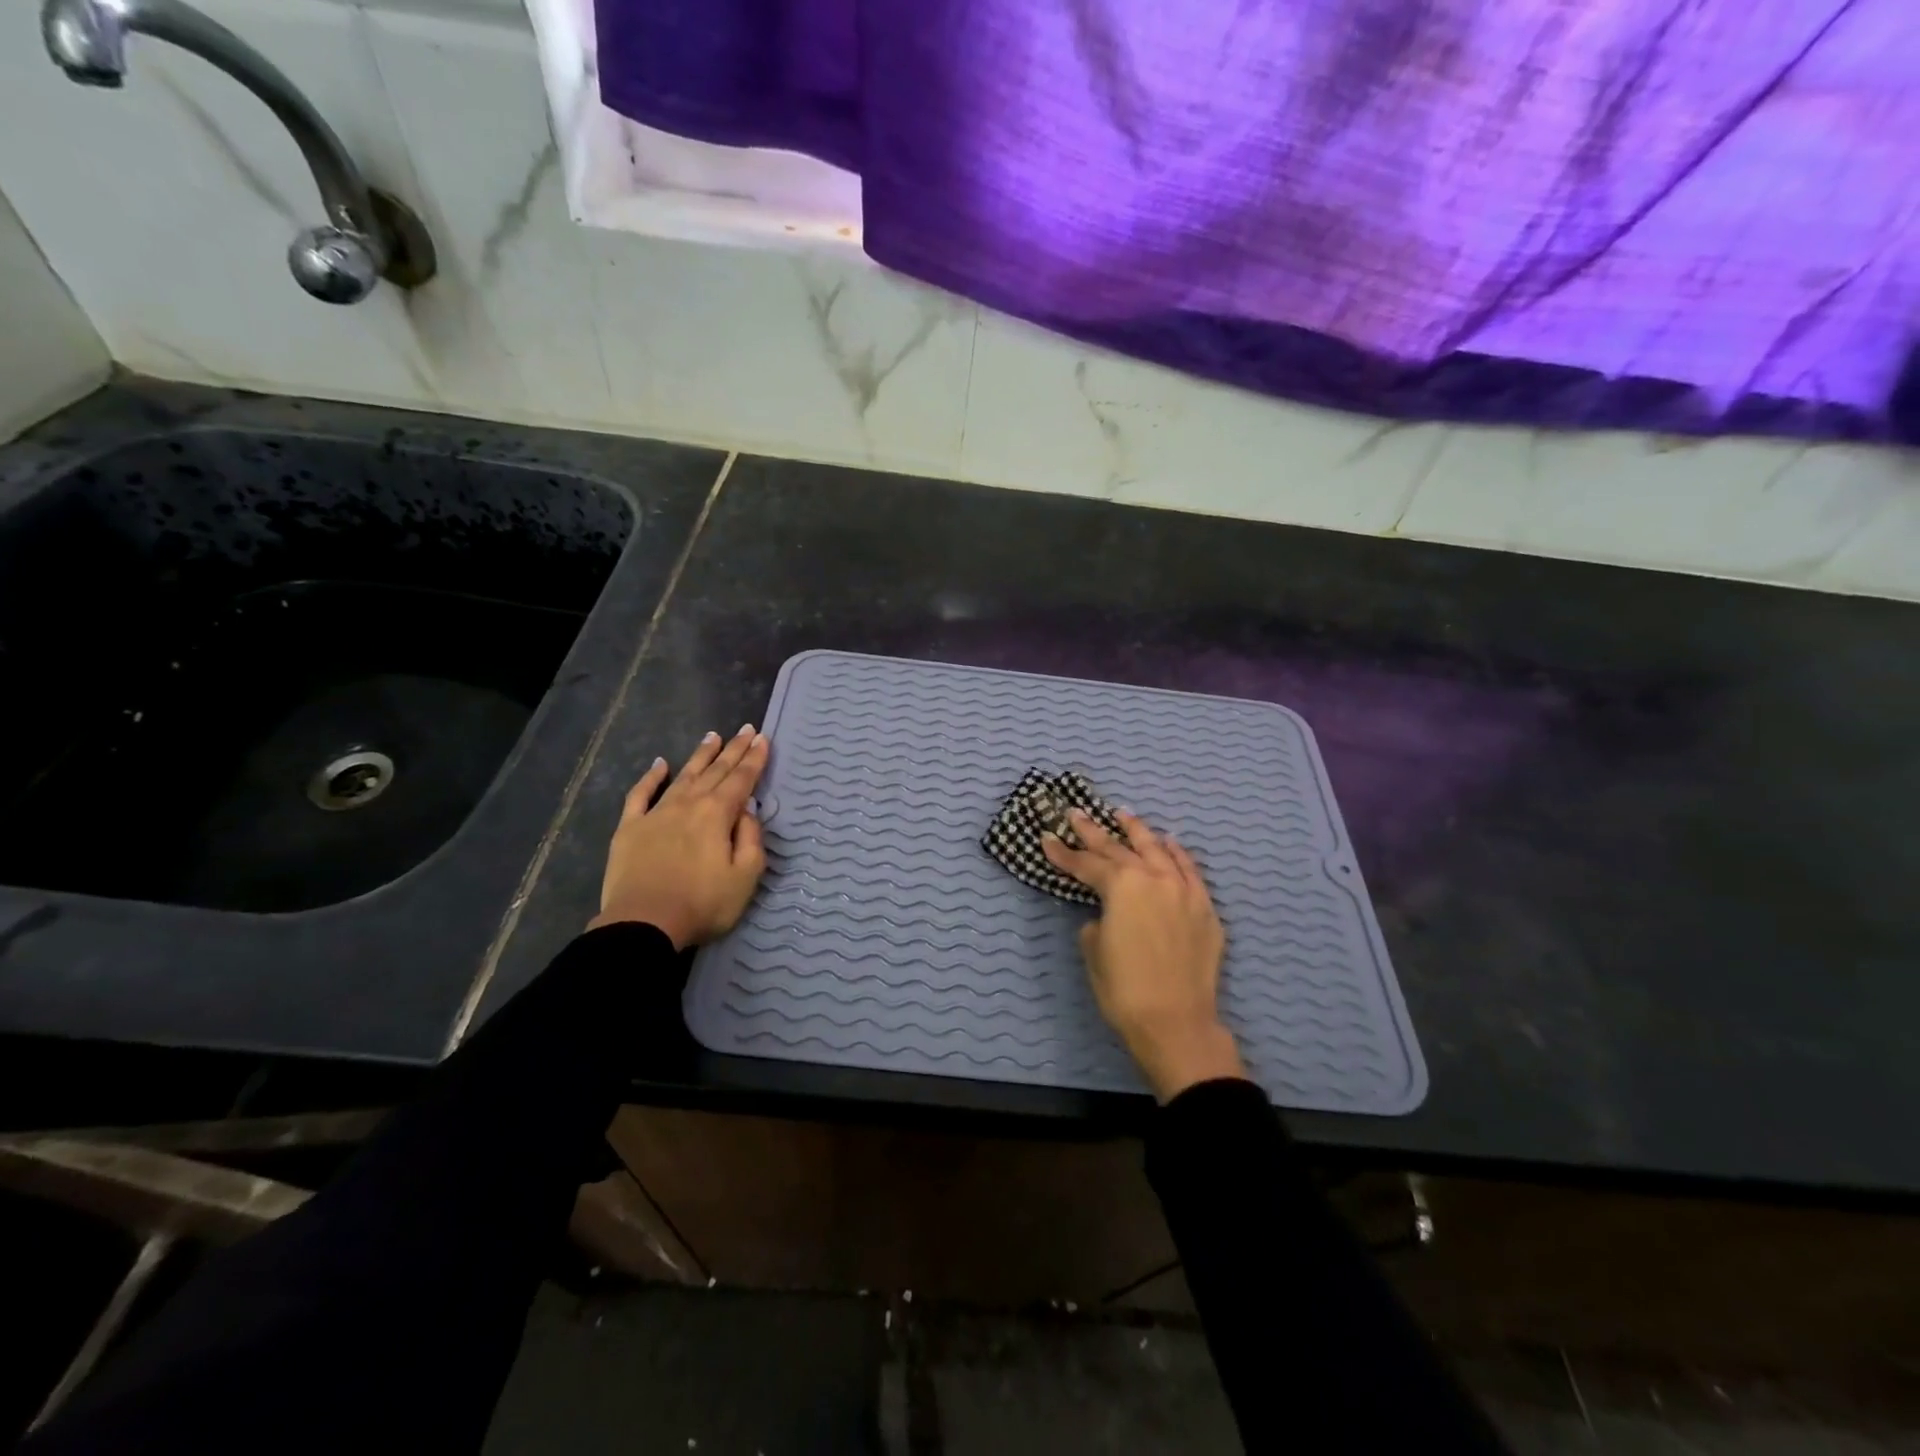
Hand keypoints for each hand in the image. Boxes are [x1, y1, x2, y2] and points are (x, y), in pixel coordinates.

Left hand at [589, 725, 770, 949]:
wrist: (643, 923)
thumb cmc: (702, 904)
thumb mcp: (745, 877)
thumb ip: (751, 839)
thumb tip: (747, 812)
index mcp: (718, 814)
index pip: (742, 780)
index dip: (754, 759)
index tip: (763, 738)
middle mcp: (688, 804)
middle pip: (715, 771)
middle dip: (733, 750)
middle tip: (746, 729)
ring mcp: (656, 813)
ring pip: (683, 776)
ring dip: (700, 756)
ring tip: (713, 737)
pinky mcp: (630, 827)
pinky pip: (640, 794)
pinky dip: (651, 777)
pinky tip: (659, 764)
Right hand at [1043, 808, 1244, 1102]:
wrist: (1177, 1023)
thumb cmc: (1125, 990)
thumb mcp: (1095, 952)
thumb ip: (1097, 923)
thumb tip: (1106, 916)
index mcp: (1122, 887)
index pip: (1087, 864)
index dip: (1064, 853)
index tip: (1046, 838)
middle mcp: (1154, 879)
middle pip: (1119, 849)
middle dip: (1094, 832)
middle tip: (1076, 814)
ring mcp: (1184, 891)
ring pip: (1158, 850)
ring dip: (1138, 832)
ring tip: (1123, 816)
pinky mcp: (1205, 908)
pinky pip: (1190, 870)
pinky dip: (1177, 853)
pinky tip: (1169, 842)